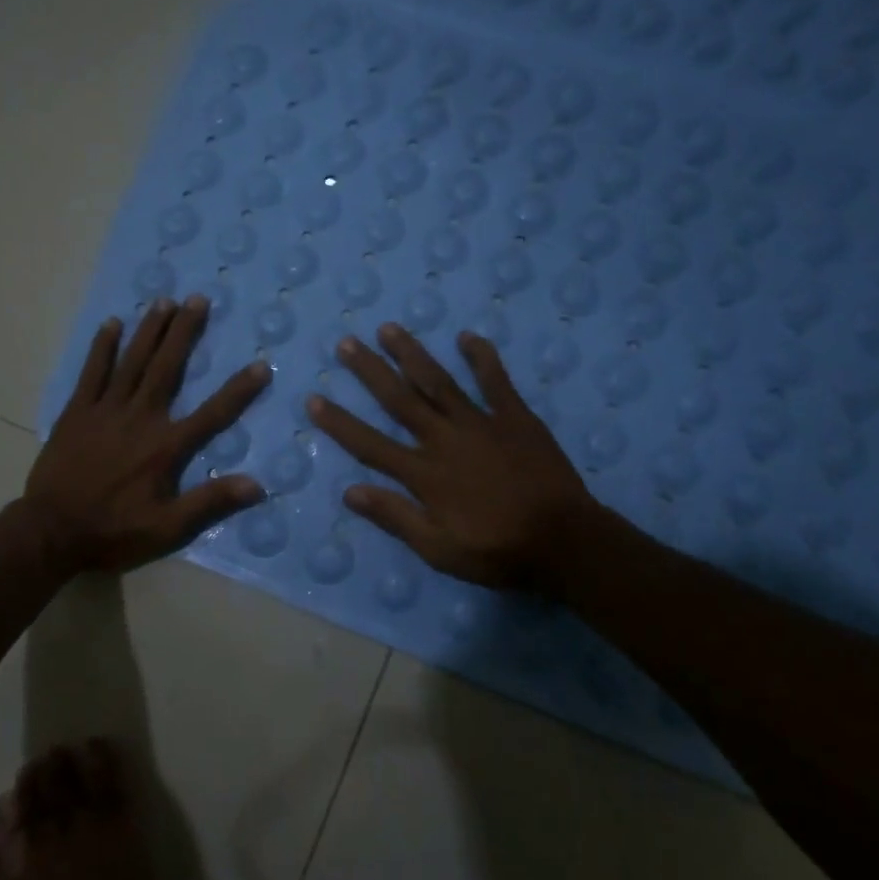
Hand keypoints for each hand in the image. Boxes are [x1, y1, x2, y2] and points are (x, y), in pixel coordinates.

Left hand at [24, 297, 269, 573]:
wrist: (51, 531)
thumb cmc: (113, 531)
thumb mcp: (167, 529)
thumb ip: (210, 503)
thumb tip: (256, 485)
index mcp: (165, 446)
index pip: (212, 413)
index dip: (238, 390)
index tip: (260, 364)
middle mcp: (140, 418)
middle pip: (167, 368)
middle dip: (184, 333)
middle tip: (198, 299)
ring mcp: (105, 410)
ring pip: (132, 362)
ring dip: (149, 330)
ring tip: (164, 300)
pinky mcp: (77, 412)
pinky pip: (92, 372)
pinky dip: (102, 347)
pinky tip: (112, 323)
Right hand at [306, 323, 602, 589]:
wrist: (564, 542)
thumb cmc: (497, 551)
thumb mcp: (438, 549)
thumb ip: (395, 517)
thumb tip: (350, 492)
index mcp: (424, 474)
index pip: (370, 444)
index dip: (339, 422)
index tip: (314, 399)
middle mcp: (444, 439)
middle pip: (400, 400)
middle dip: (370, 371)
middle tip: (346, 343)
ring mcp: (481, 424)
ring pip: (438, 382)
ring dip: (412, 354)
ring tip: (389, 329)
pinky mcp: (515, 418)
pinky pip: (496, 381)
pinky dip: (482, 357)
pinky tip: (467, 336)